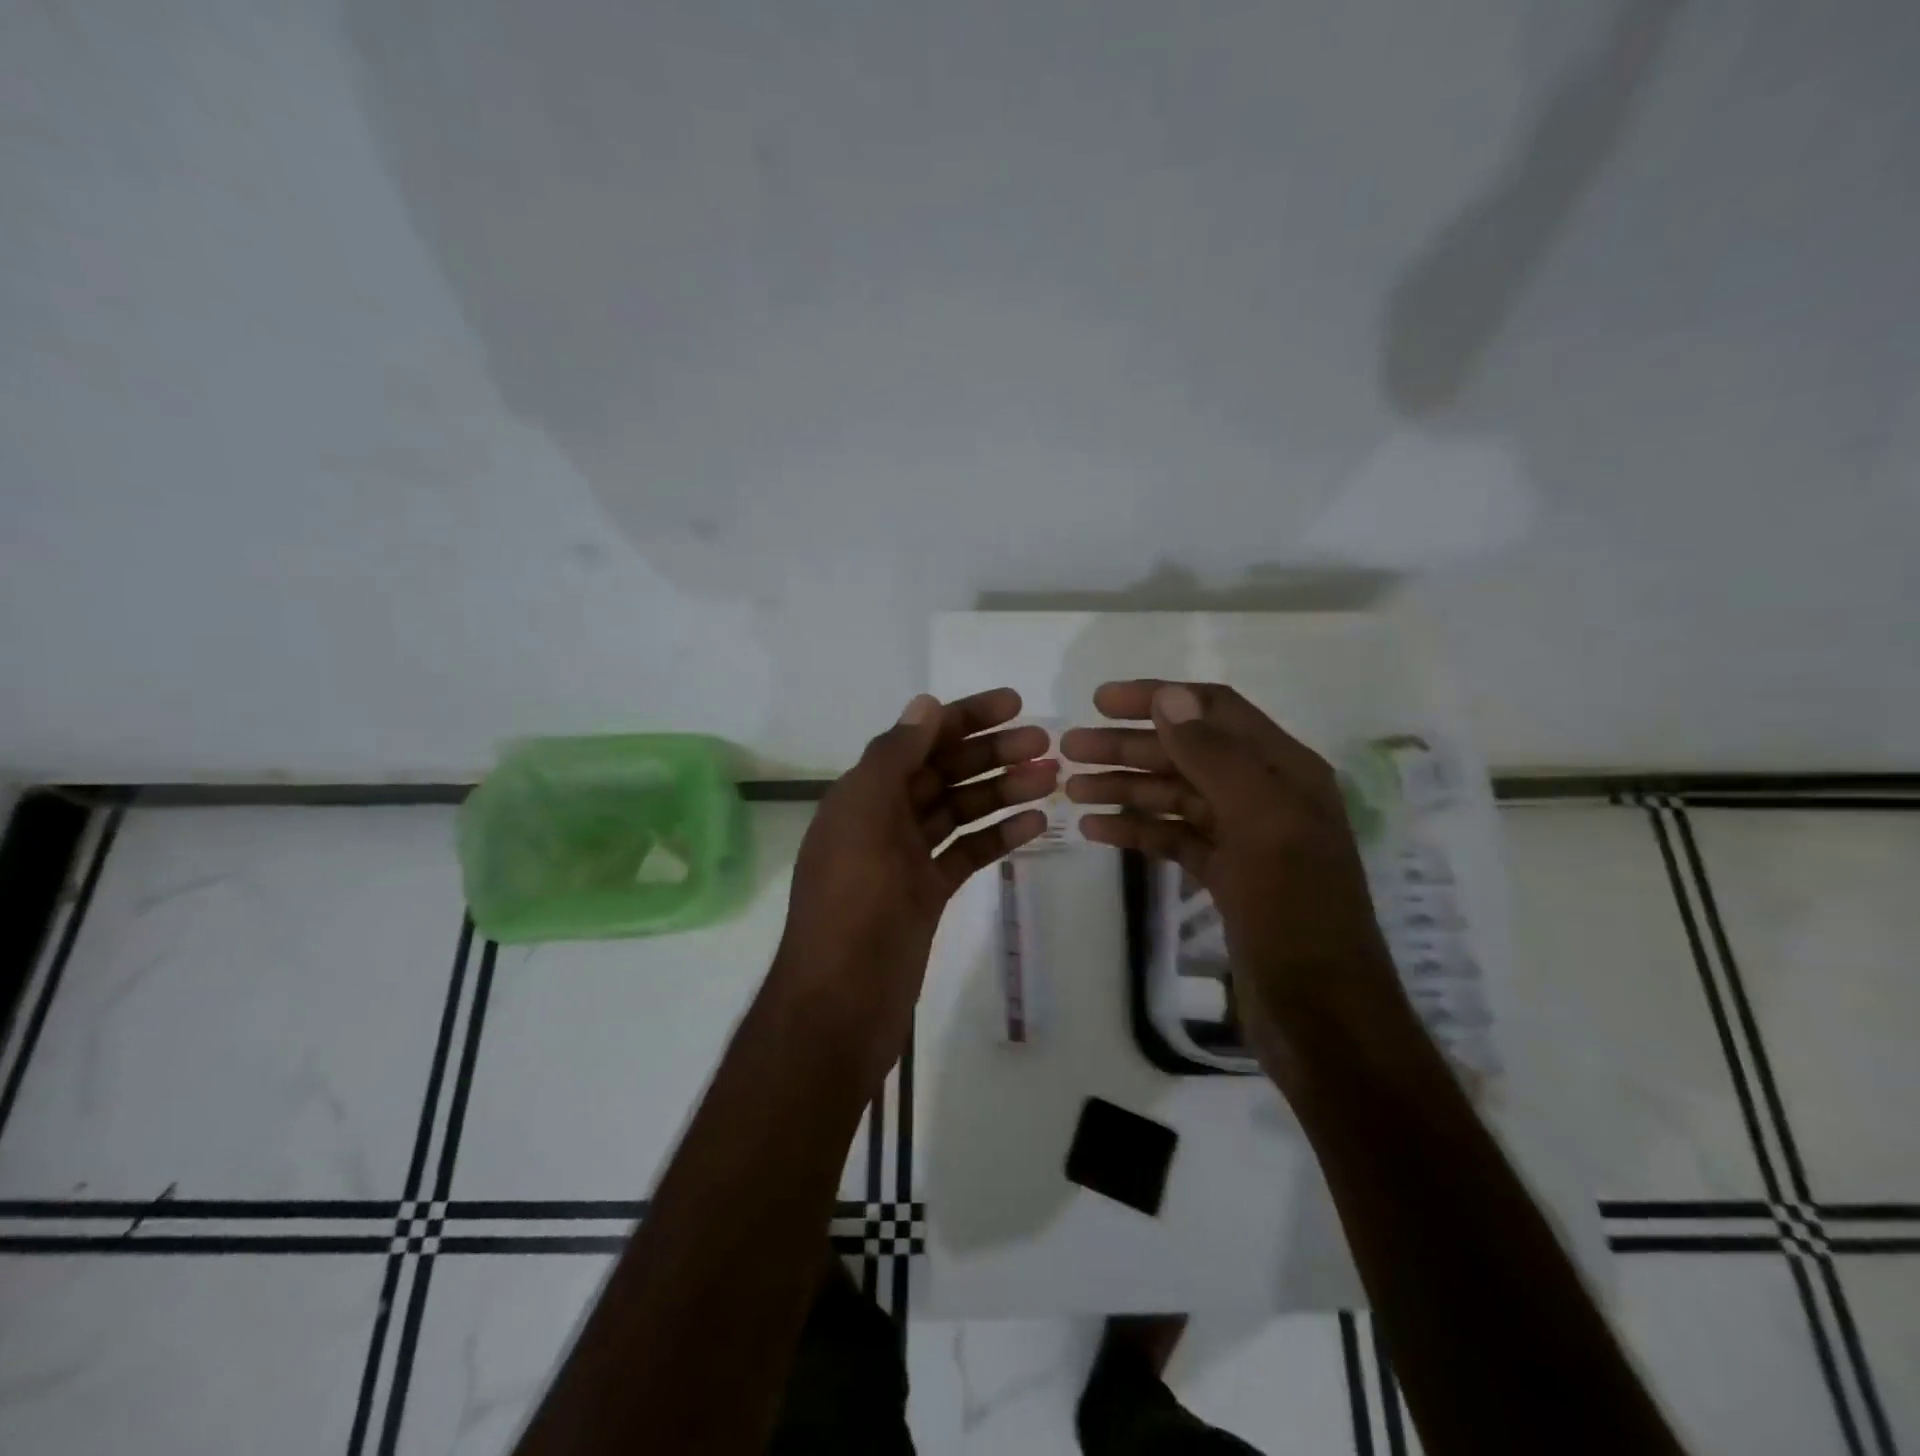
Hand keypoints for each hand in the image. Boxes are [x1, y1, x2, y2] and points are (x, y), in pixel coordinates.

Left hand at [774, 689, 1056, 1086]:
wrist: (841, 1002)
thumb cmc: (851, 903)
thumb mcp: (864, 818)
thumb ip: (894, 758)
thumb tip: (925, 704)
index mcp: (862, 795)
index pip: (918, 739)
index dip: (963, 718)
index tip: (1013, 703)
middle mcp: (883, 819)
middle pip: (944, 772)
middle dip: (991, 752)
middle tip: (1044, 741)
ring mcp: (907, 858)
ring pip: (961, 811)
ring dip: (1003, 790)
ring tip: (1051, 776)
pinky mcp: (928, 894)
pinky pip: (967, 853)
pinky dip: (998, 835)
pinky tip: (1036, 822)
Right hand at [1062, 681, 1402, 1072]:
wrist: (1322, 1018)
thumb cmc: (1296, 914)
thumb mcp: (1260, 825)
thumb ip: (1215, 757)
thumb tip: (1170, 698)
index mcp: (1284, 771)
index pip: (1214, 712)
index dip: (1158, 699)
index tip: (1099, 701)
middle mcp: (1265, 795)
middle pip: (1187, 754)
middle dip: (1128, 746)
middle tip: (1069, 749)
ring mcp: (1245, 839)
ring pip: (1175, 797)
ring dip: (1125, 787)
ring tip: (1072, 788)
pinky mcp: (1226, 877)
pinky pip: (1174, 839)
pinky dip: (1136, 830)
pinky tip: (1095, 830)